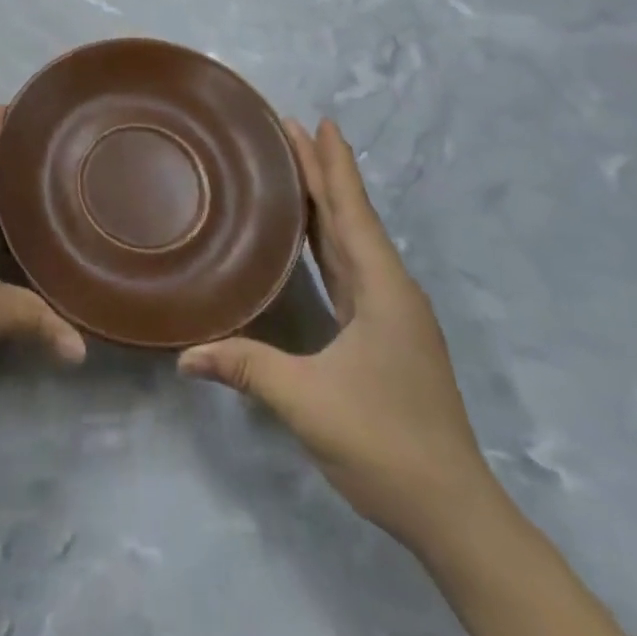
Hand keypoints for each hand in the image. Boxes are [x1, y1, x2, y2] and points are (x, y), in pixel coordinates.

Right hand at [178, 119, 497, 552]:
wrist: (453, 513)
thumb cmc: (386, 443)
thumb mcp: (308, 403)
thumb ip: (246, 368)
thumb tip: (183, 355)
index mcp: (382, 290)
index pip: (351, 212)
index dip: (333, 166)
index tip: (318, 121)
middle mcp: (390, 290)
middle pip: (349, 216)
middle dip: (321, 171)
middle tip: (289, 128)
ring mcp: (390, 313)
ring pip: (350, 240)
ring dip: (324, 202)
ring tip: (293, 167)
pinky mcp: (384, 334)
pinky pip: (350, 268)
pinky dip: (327, 238)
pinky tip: (308, 236)